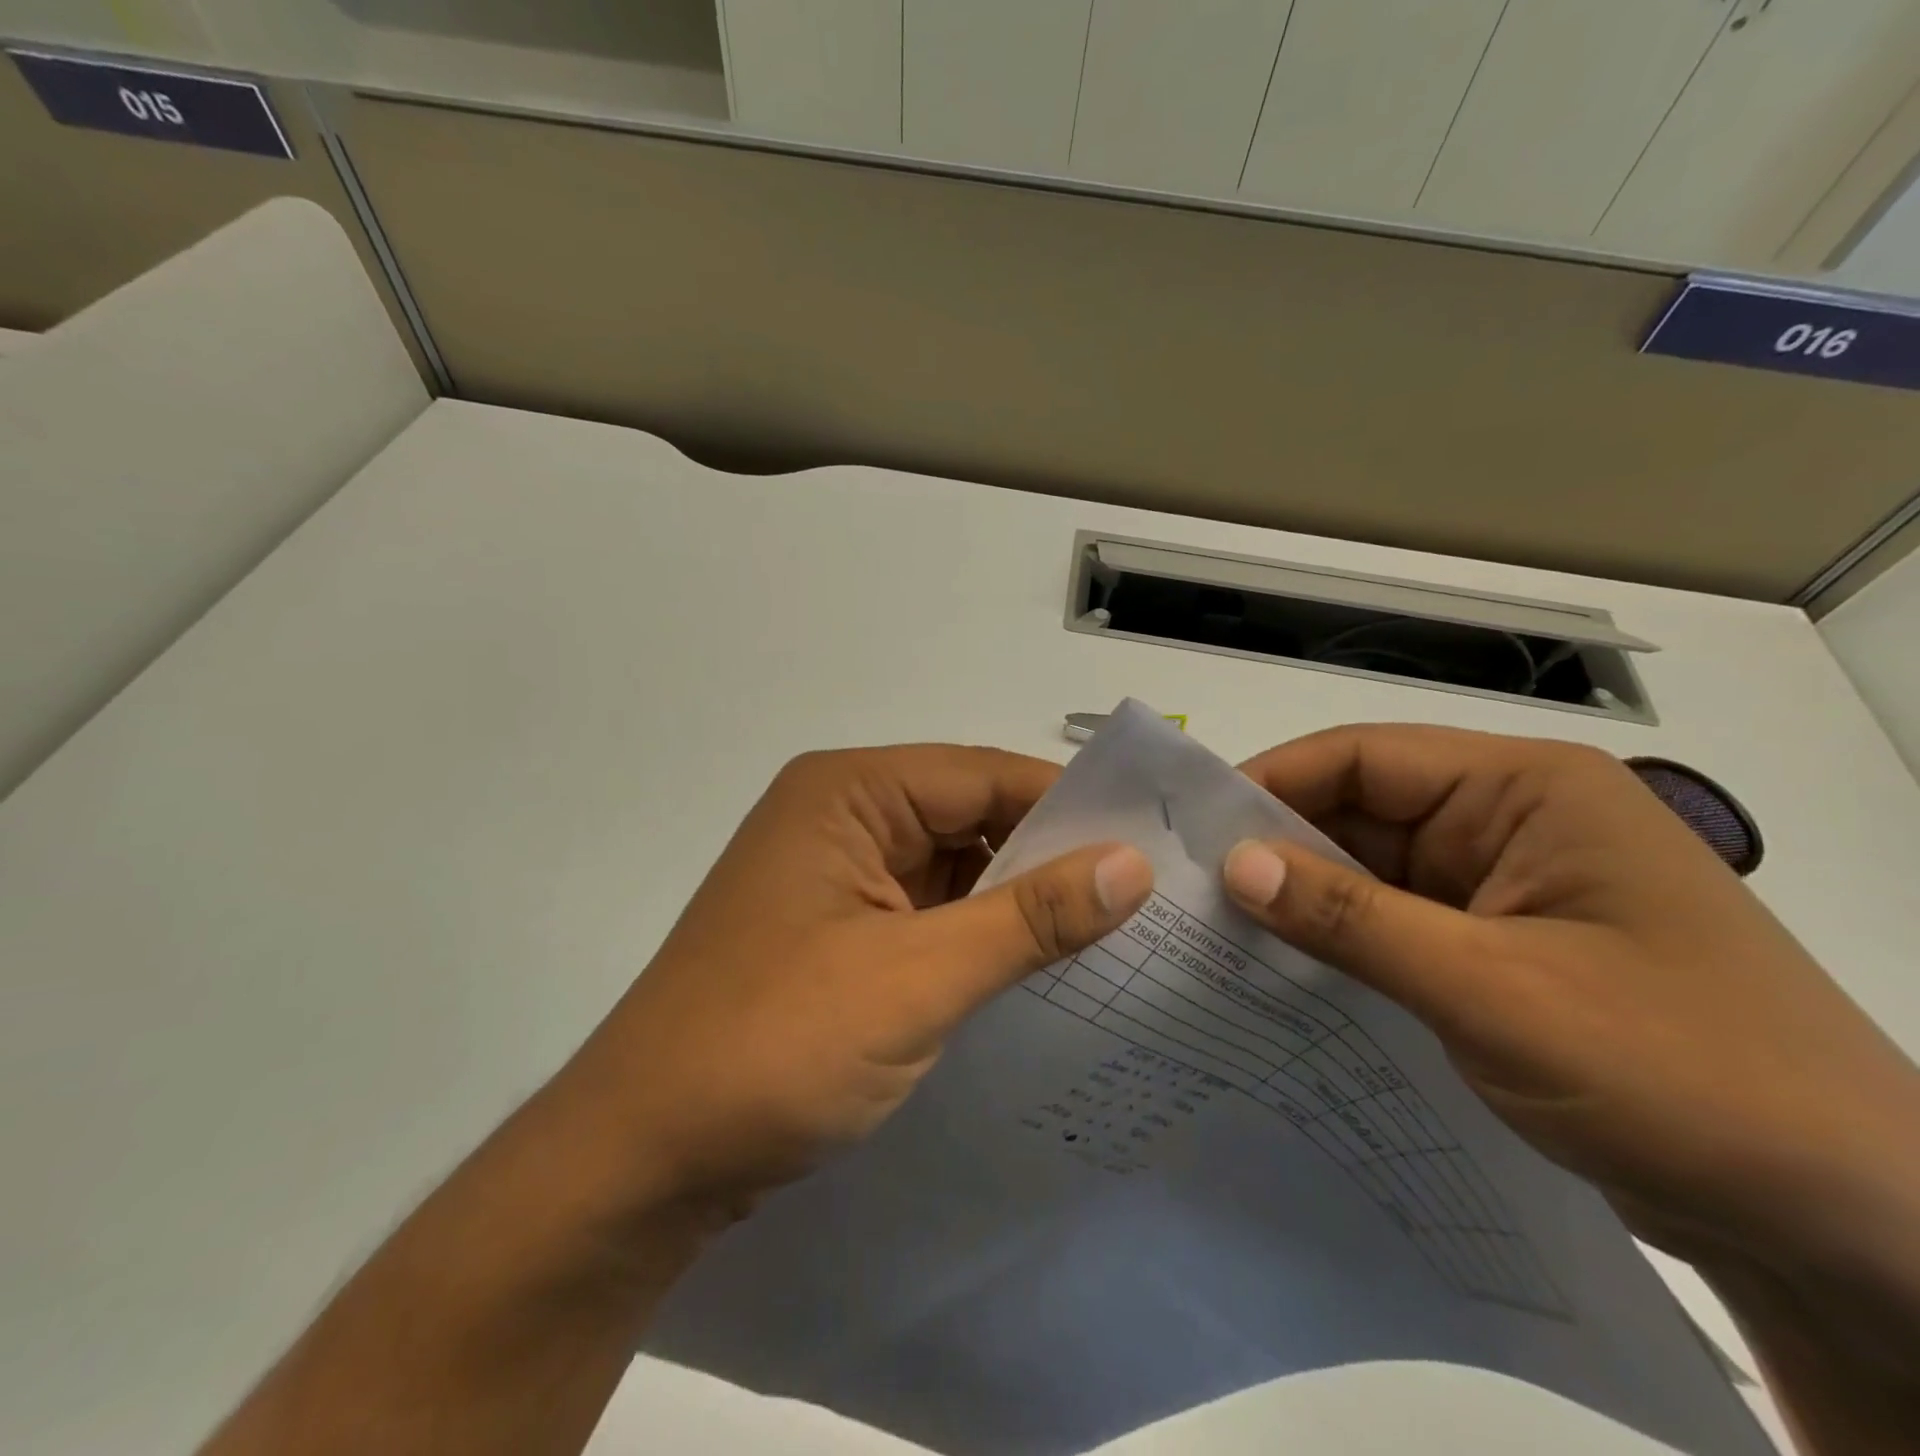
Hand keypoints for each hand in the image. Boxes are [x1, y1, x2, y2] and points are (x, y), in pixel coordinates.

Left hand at [578, 746, 1153, 1212]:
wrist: (642, 1159)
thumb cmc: (773, 1046)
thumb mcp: (917, 979)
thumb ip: (1029, 918)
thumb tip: (1133, 865)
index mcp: (848, 792)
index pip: (983, 775)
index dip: (1069, 805)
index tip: (1153, 842)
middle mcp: (842, 817)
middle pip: (970, 816)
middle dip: (1050, 855)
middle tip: (1149, 894)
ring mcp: (839, 877)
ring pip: (955, 868)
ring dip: (1019, 900)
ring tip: (1117, 933)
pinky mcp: (840, 932)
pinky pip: (930, 912)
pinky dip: (981, 934)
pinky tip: (1041, 966)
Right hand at [1220, 725, 1919, 1269]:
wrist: (1857, 1232)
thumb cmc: (1685, 1076)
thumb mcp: (1494, 990)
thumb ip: (1351, 918)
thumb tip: (1233, 865)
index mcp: (1526, 790)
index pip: (1361, 757)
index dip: (1270, 784)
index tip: (1191, 831)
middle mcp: (1511, 821)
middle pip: (1359, 811)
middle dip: (1278, 848)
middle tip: (1189, 892)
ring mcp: (1505, 885)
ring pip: (1370, 869)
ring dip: (1305, 900)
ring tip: (1216, 931)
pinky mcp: (1500, 945)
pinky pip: (1394, 921)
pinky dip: (1341, 941)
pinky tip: (1283, 969)